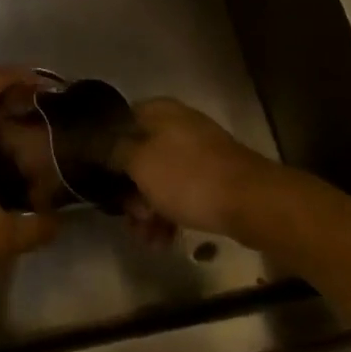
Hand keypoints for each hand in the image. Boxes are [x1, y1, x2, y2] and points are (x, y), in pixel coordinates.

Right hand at [116, 98, 275, 241]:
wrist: (252, 202)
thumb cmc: (188, 177)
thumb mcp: (140, 163)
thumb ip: (114, 151)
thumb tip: (99, 144)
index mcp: (158, 112)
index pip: (120, 123)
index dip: (106, 150)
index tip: (100, 179)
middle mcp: (177, 126)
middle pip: (140, 155)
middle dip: (130, 191)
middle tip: (130, 218)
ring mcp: (198, 152)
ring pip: (160, 179)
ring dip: (148, 209)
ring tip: (147, 239)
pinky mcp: (214, 178)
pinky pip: (182, 193)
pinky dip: (170, 213)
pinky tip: (164, 239)